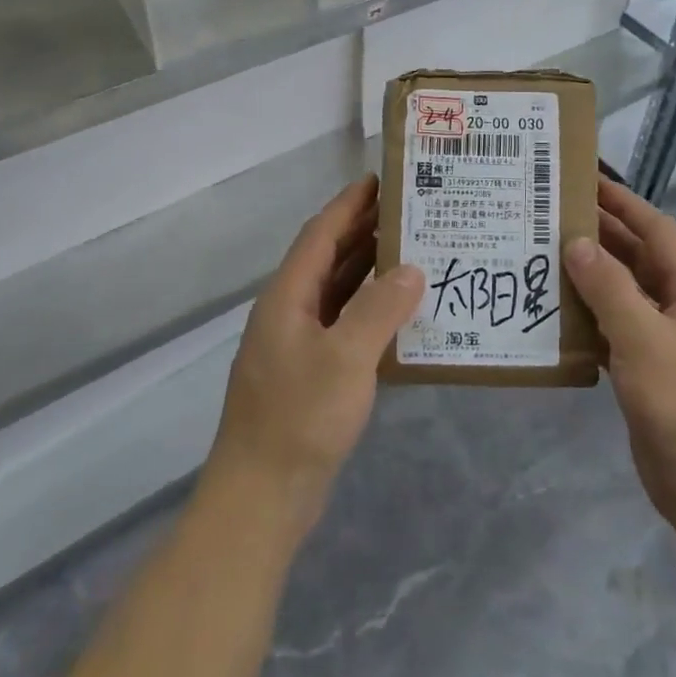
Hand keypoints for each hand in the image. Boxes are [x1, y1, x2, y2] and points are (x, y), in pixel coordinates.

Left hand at [206, 175, 423, 535]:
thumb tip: (411, 269)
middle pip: (328, 259)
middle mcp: (289, 312)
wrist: (262, 497)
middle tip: (409, 211)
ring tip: (413, 251)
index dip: (348, 204)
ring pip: (337, 292)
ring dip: (369, 270)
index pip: (320, 235)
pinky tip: (400, 313)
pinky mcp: (310, 374)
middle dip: (364, 232)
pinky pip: (344, 324)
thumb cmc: (300, 418)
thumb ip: (380, 308)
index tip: (380, 179)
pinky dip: (370, 310)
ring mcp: (297, 345)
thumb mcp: (346, 358)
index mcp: (287, 297)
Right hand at [565, 176, 675, 530]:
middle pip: (639, 259)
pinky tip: (555, 315)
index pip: (656, 230)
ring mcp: (668, 342)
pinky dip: (589, 320)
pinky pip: (616, 331)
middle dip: (601, 236)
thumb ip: (608, 287)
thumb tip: (577, 242)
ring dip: (590, 278)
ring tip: (543, 257)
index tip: (584, 181)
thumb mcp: (643, 338)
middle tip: (551, 216)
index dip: (623, 203)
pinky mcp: (650, 372)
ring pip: (624, 296)